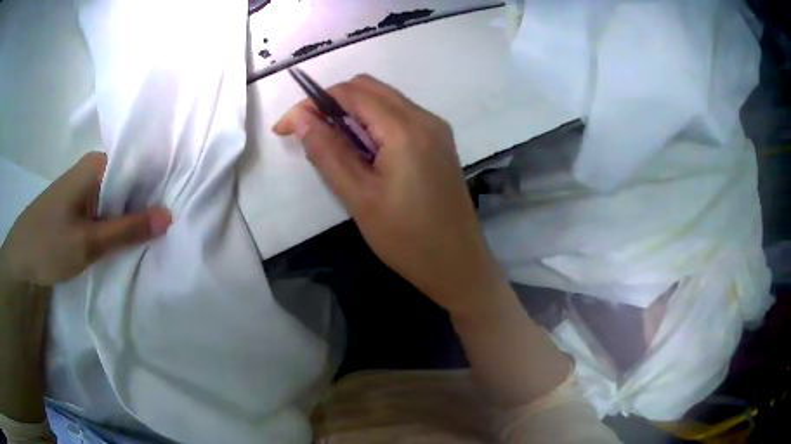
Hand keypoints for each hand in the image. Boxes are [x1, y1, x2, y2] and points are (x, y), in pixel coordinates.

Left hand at [0, 152, 171, 285]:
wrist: (20, 257)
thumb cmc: (49, 244)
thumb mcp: (88, 242)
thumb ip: (127, 230)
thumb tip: (169, 216)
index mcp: (96, 166)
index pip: (138, 166)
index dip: (159, 185)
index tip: (179, 206)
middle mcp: (93, 170)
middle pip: (129, 182)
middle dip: (147, 204)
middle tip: (170, 229)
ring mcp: (85, 188)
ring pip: (118, 198)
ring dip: (132, 217)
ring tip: (154, 237)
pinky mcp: (79, 205)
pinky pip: (106, 209)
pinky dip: (117, 224)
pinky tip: (127, 240)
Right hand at [274, 75, 507, 315]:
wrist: (458, 265)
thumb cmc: (407, 239)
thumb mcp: (359, 197)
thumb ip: (327, 152)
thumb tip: (300, 118)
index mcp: (406, 128)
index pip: (350, 93)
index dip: (312, 102)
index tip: (287, 128)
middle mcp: (425, 118)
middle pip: (369, 88)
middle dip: (332, 103)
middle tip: (310, 135)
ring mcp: (436, 129)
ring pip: (385, 100)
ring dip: (353, 113)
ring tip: (333, 147)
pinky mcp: (439, 143)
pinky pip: (400, 117)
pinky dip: (374, 123)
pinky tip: (364, 153)